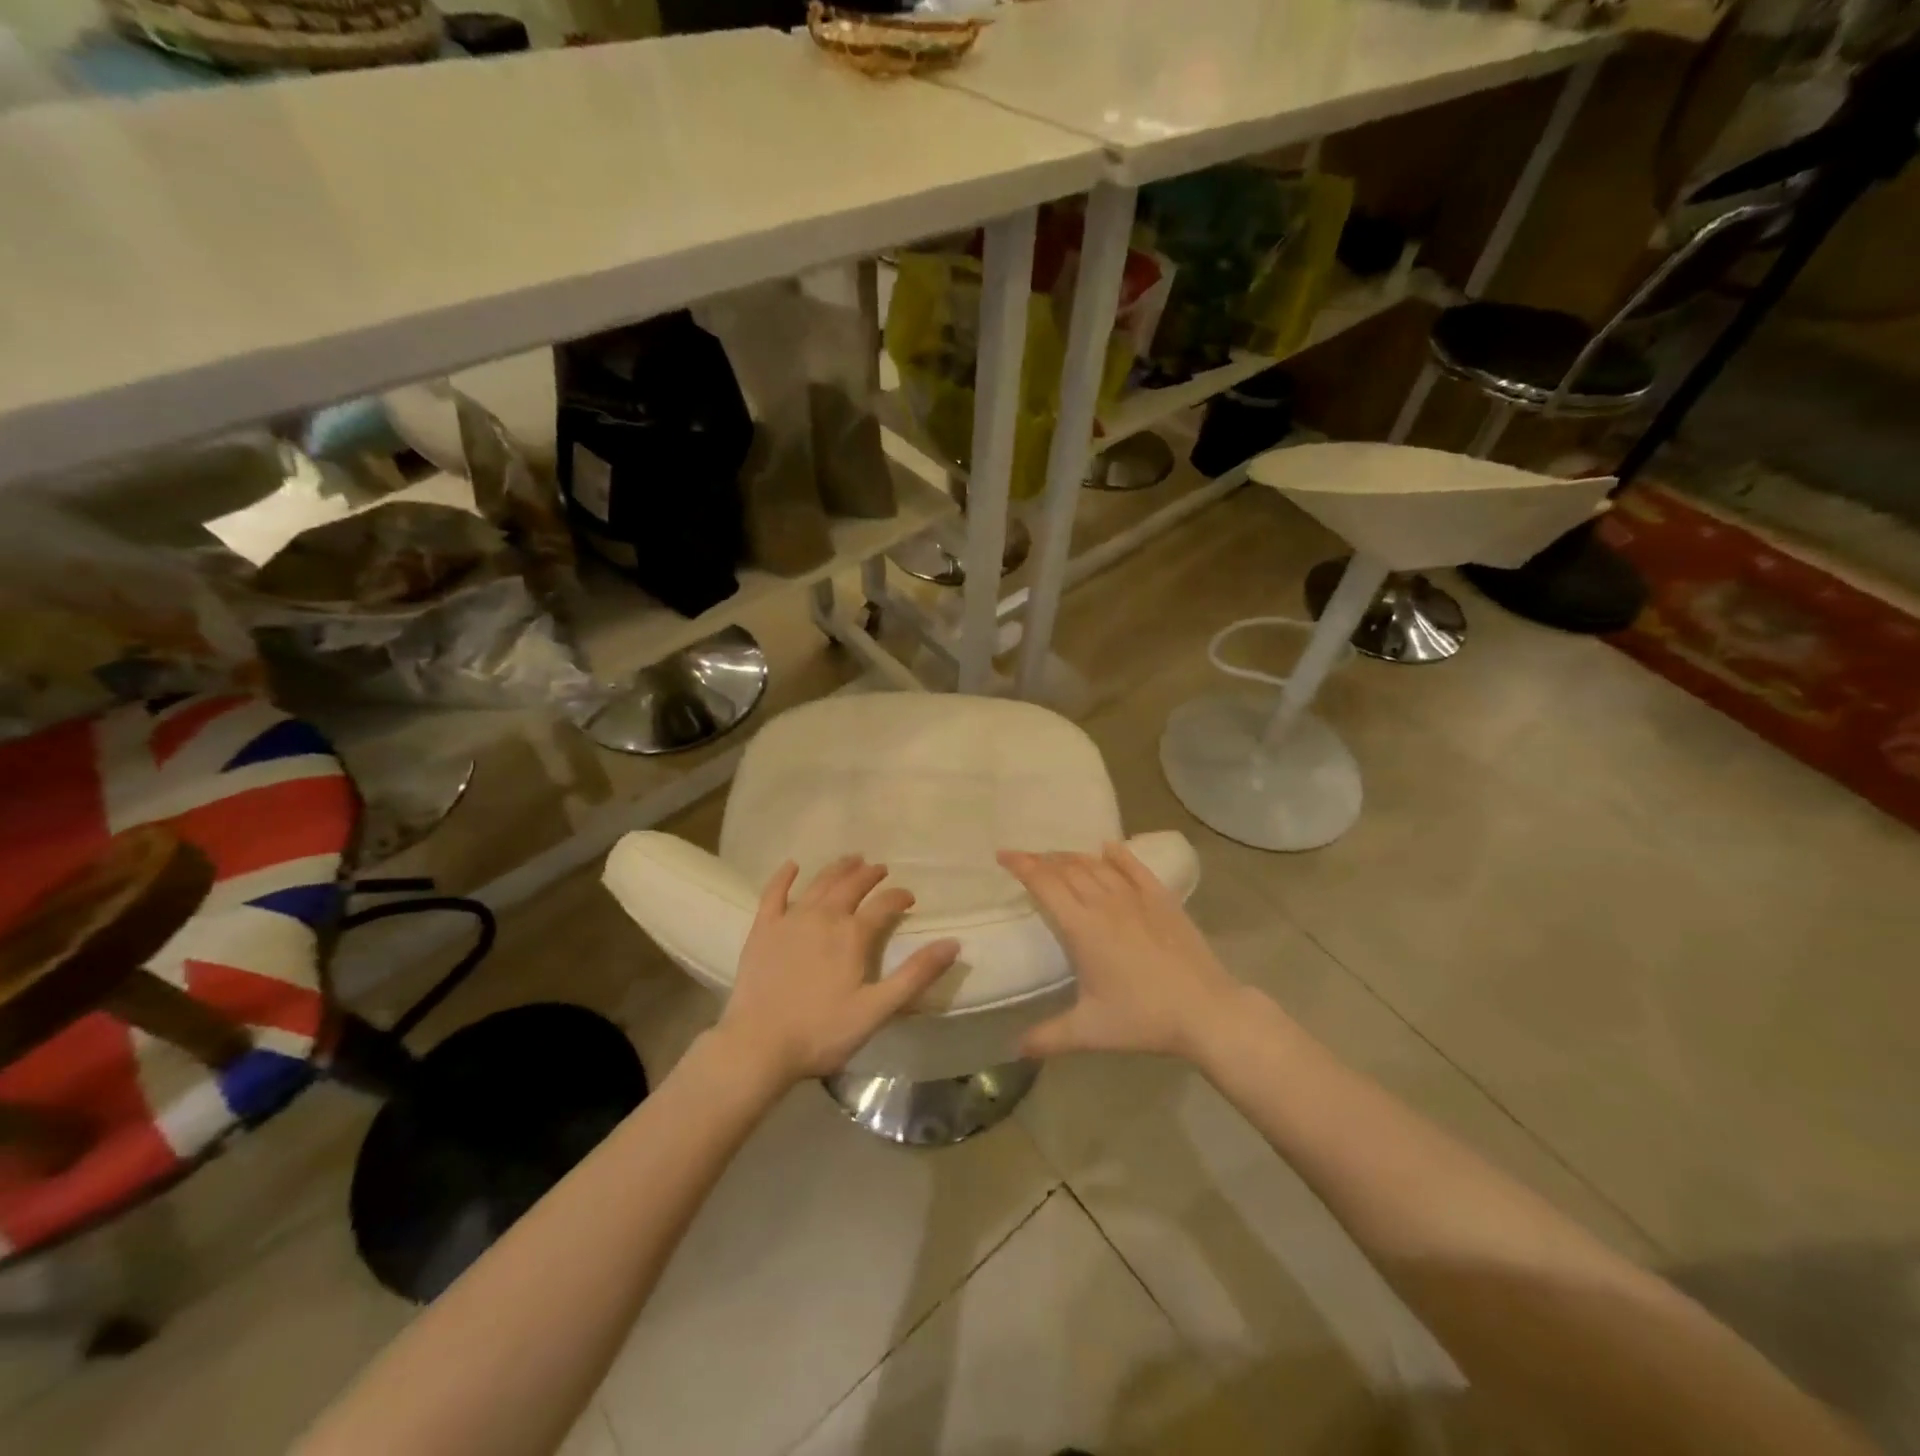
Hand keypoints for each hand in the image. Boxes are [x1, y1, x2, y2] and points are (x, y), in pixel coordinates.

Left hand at [714, 856, 959, 1086]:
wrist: (758, 1046)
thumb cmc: (822, 1032)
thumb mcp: (877, 1009)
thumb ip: (915, 975)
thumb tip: (952, 943)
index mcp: (852, 935)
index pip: (884, 904)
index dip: (900, 897)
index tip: (910, 898)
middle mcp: (823, 917)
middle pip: (851, 885)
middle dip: (869, 874)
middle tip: (880, 869)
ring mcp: (790, 920)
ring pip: (819, 883)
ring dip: (837, 868)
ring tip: (851, 859)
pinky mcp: (762, 929)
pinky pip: (773, 893)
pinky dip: (784, 876)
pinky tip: (791, 865)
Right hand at [998, 843, 1241, 1061]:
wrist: (1205, 1010)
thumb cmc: (1142, 1018)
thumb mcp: (1089, 1031)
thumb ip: (1048, 1037)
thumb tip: (1014, 1048)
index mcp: (1082, 927)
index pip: (1044, 884)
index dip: (1021, 866)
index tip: (1003, 855)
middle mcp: (1105, 903)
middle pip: (1068, 869)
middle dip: (1043, 860)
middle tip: (1027, 860)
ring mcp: (1136, 897)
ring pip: (1097, 866)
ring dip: (1073, 857)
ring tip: (1059, 858)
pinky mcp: (1163, 899)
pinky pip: (1135, 868)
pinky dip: (1118, 855)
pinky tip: (1108, 848)